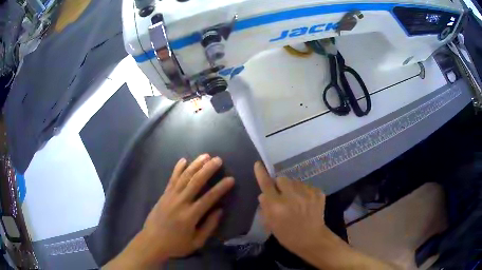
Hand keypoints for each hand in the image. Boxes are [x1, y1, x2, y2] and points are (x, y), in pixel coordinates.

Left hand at [105, 155, 234, 268]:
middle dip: (208, 169)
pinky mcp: (164, 195)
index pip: (209, 198)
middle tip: (218, 160)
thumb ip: (209, 226)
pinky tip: (183, 160)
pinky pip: (171, 179)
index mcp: (190, 215)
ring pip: (184, 177)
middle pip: (195, 182)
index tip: (231, 179)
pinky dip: (178, 169)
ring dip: (195, 165)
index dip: (221, 188)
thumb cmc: (176, 245)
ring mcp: (170, 196)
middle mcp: (180, 202)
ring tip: (205, 156)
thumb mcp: (196, 242)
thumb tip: (219, 210)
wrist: (152, 242)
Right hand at [254, 161, 326, 254]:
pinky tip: (306, 203)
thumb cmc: (288, 235)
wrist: (313, 239)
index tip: (258, 164)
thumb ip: (265, 208)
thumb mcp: (271, 225)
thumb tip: (263, 194)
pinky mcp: (318, 193)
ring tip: (296, 200)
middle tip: (282, 195)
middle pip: (282, 179)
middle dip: (279, 185)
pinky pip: (306, 186)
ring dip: (292, 188)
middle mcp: (292, 197)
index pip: (266, 184)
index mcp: (277, 206)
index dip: (261, 173)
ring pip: (295, 182)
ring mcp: (307, 193)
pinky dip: (304, 192)